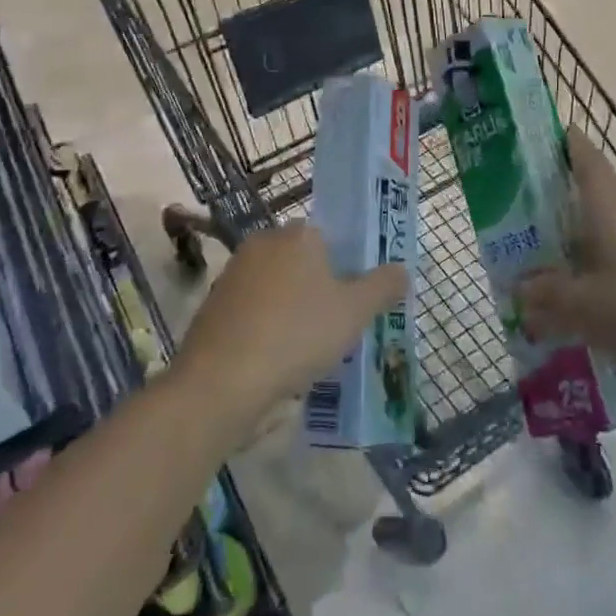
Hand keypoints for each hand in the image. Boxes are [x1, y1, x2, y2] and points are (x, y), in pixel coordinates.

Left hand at [173, 224, 406, 429]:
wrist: (221, 380)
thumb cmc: (297, 335)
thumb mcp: (355, 312)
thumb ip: (383, 286)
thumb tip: (401, 269)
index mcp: (299, 234)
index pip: (331, 238)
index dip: (347, 267)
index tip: (356, 300)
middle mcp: (263, 243)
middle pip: (303, 262)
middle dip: (320, 289)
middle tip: (338, 327)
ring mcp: (233, 273)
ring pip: (277, 287)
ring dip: (293, 310)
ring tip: (310, 350)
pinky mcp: (213, 305)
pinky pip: (253, 310)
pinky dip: (267, 327)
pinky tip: (276, 359)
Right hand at [519, 129, 615, 378]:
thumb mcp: (581, 307)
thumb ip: (546, 293)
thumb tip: (522, 286)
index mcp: (608, 201)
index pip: (584, 154)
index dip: (563, 143)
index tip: (540, 143)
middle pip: (596, 188)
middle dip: (566, 200)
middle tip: (534, 220)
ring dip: (592, 232)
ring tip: (565, 260)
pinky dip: (615, 253)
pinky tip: (605, 287)